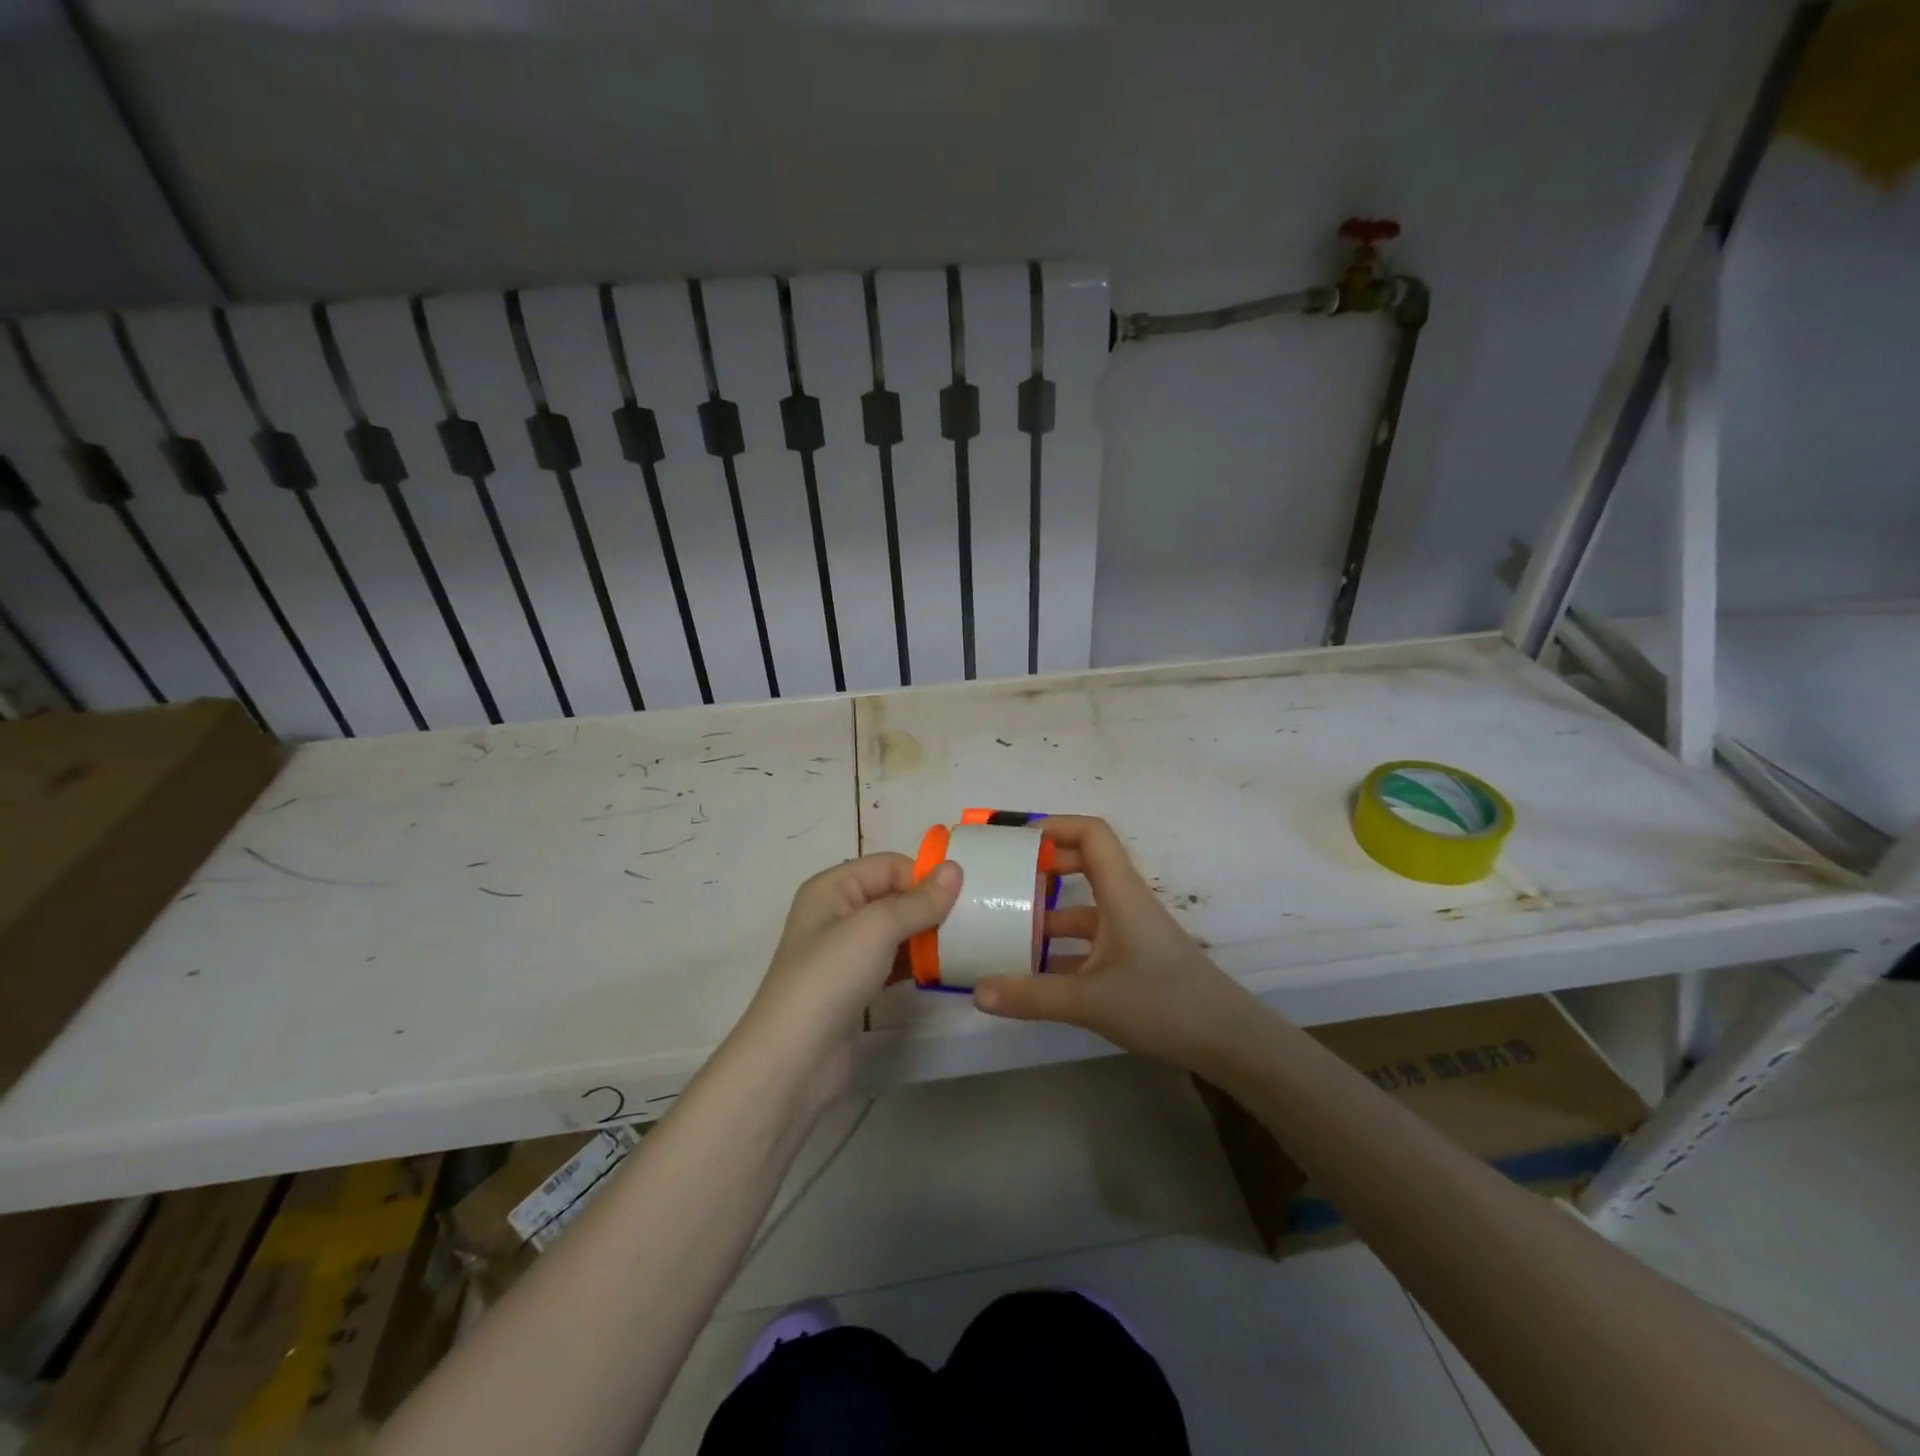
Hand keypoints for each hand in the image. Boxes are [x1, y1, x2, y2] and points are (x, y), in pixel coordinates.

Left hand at [733, 853, 961, 1102]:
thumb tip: (956, 868)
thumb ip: (919, 900)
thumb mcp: (876, 928)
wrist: (794, 1059)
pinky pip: (894, 961)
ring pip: (897, 931)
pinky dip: (918, 963)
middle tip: (972, 921)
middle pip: (894, 896)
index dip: (923, 877)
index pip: (888, 866)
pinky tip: (945, 970)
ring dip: (927, 936)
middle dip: (930, 906)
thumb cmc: (830, 977)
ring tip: (965, 945)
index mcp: (832, 888)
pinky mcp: (857, 986)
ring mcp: (846, 953)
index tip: (963, 897)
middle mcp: (837, 913)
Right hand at [972, 816, 1257, 1069]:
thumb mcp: (1090, 1001)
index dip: (1055, 826)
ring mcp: (1131, 933)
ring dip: (1048, 915)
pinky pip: (1090, 942)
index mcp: (1120, 894)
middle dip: (1044, 868)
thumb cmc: (1163, 1004)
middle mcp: (1125, 904)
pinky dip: (1062, 950)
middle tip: (1004, 881)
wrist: (1228, 1041)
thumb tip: (977, 992)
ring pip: (1084, 909)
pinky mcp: (1134, 960)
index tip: (1016, 840)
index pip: (1092, 834)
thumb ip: (1031, 996)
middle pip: (1085, 865)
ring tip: (1007, 930)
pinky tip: (1035, 975)